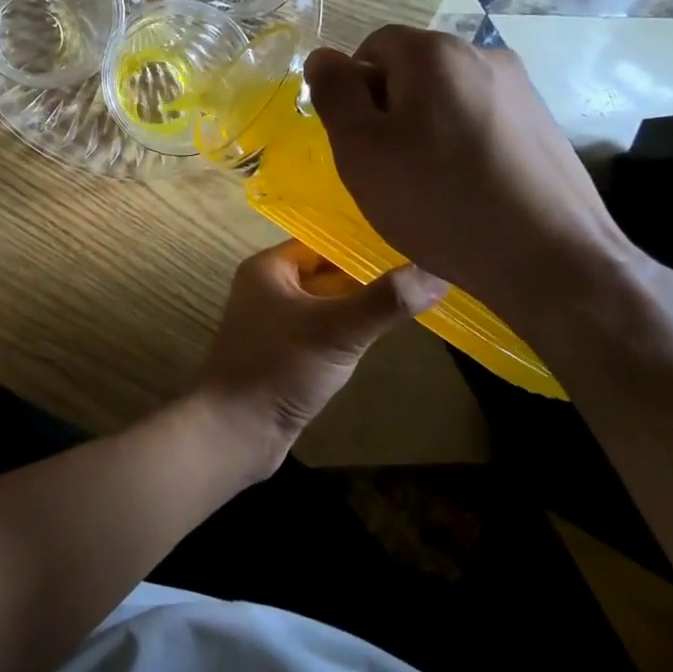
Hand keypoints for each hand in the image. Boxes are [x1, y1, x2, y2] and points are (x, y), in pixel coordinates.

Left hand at [197, 240, 444, 472]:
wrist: (236, 431)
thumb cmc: (280, 368)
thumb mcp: (337, 330)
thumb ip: (385, 300)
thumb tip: (437, 270)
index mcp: (268, 268)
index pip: (322, 242)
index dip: (361, 241)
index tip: (408, 240)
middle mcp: (266, 288)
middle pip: (325, 272)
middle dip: (365, 274)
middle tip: (419, 270)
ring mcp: (273, 323)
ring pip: (324, 303)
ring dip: (357, 304)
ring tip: (410, 297)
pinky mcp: (282, 354)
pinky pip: (320, 331)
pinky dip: (345, 331)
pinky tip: (377, 335)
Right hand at [304, 27, 633, 323]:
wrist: (551, 260)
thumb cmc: (437, 200)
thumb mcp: (360, 148)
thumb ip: (334, 92)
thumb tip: (323, 57)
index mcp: (434, 52)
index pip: (371, 48)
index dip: (354, 92)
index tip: (359, 141)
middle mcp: (482, 54)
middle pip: (411, 70)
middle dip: (390, 110)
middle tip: (388, 167)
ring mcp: (520, 89)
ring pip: (446, 97)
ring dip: (426, 128)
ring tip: (429, 184)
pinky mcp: (544, 124)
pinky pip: (480, 120)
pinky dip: (462, 144)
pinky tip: (467, 190)